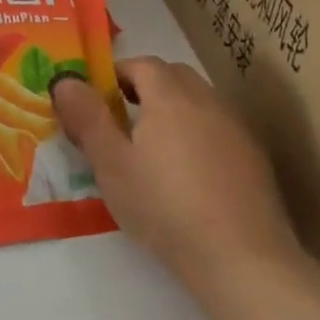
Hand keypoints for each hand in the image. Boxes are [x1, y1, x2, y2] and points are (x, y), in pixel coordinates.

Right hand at [52, 57, 302, 298]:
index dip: (116, 74)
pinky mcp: (254, 157)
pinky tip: (189, 174)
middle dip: (145, 87)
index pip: (142, 64)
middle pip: (174, 76)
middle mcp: (208, 101)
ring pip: (199, 102)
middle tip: (121, 119)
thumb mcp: (111, 165)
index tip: (97, 99)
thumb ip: (87, 118)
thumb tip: (64, 80)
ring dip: (173, 110)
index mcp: (170, 96)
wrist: (239, 256)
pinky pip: (218, 129)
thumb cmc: (163, 206)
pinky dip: (198, 135)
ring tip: (152, 148)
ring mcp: (237, 128)